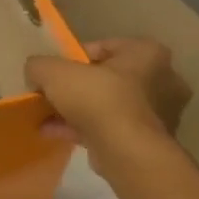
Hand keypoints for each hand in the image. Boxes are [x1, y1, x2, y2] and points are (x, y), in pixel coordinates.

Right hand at [26, 38, 191, 173]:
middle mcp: (162, 79)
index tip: (54, 73)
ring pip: (108, 105)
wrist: (126, 150)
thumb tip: (36, 72)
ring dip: (78, 111)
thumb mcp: (54, 72)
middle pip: (107, 78)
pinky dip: (84, 129)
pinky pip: (111, 128)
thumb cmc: (98, 99)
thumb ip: (39, 65)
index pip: (104, 47)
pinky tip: (55, 134)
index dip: (73, 59)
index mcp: (147, 53)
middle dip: (77, 87)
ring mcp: (159, 113)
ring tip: (47, 118)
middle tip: (52, 96)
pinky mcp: (149, 140)